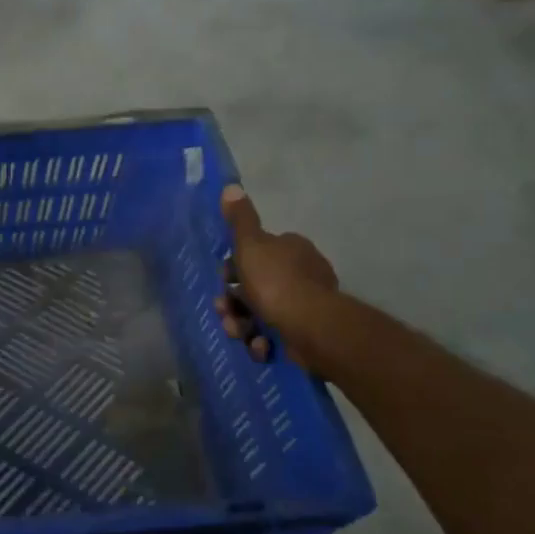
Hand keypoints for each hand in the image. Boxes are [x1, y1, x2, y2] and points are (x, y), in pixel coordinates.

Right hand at [215, 184, 338, 367]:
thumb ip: (240, 220)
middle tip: (224, 311)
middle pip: (254, 286)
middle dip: (234, 302)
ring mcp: (306, 304)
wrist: (310, 326)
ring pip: (261, 313)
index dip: (234, 268)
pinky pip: (275, 335)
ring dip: (243, 324)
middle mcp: (302, 273)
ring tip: (239, 333)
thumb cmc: (276, 281)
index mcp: (291, 249)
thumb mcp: (250, 245)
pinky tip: (260, 346)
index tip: (223, 281)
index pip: (256, 254)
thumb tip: (231, 187)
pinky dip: (263, 342)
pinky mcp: (306, 332)